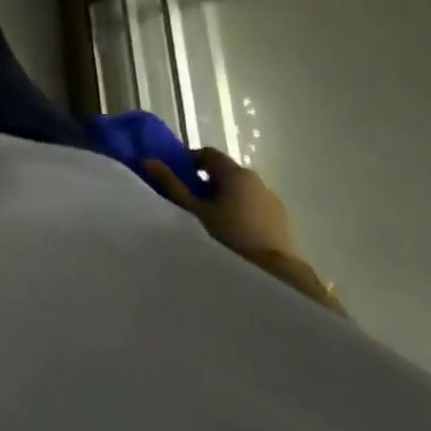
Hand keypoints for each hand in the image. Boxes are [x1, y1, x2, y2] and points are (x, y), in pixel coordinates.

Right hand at [145, 146, 298, 260]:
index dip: (190, 161)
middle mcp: (257, 180)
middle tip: (189, 202)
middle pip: (226, 173)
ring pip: (241, 192)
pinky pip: (255, 208)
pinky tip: (232, 234)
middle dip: (206, 183)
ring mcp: (273, 202)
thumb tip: (147, 160)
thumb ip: (171, 185)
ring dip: (225, 199)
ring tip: (210, 221)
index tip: (177, 177)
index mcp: (235, 172)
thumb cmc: (229, 236)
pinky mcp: (283, 223)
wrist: (277, 276)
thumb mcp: (193, 211)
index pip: (208, 154)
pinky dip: (241, 213)